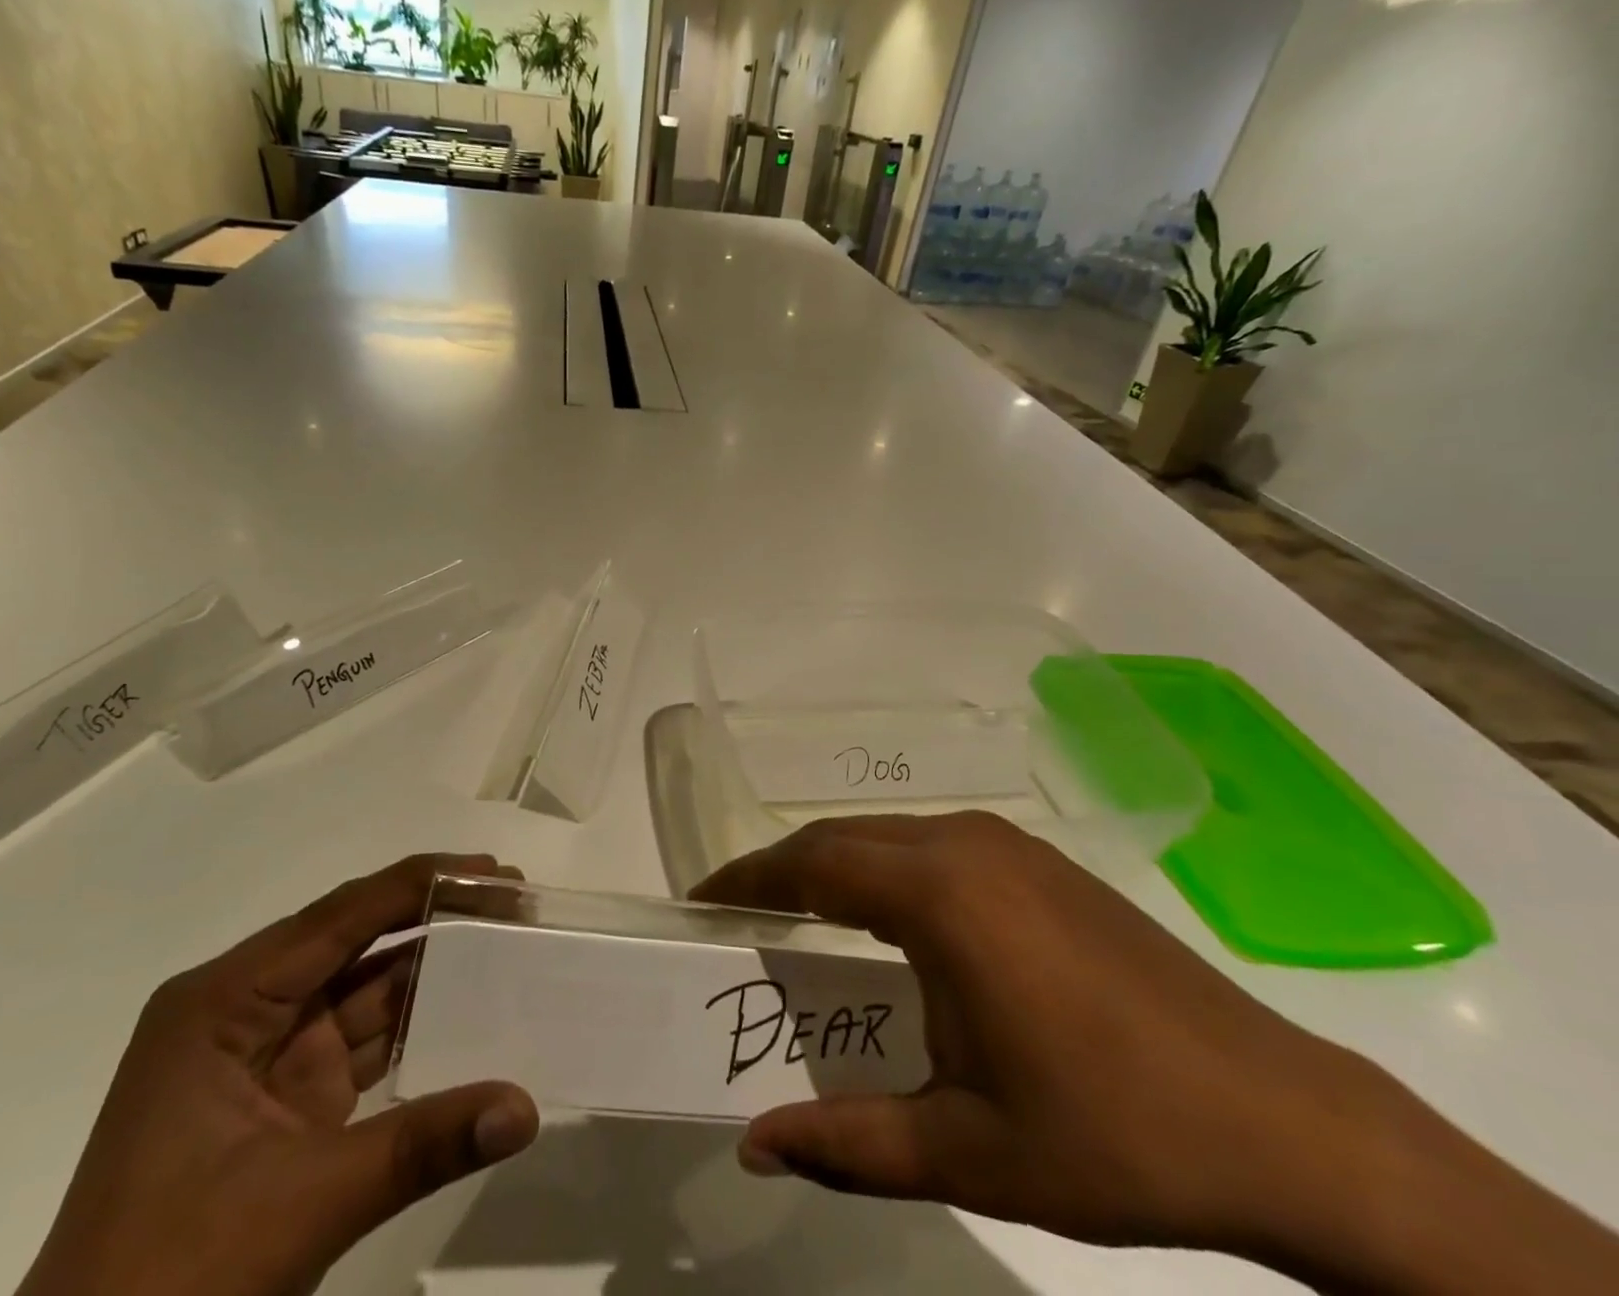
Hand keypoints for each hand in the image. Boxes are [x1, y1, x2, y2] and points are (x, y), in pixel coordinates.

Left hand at [18, 854, 539, 1295]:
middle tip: (513, 899)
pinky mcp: (289, 1101)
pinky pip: (365, 1043)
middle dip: (436, 916)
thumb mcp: (300, 1205)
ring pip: (366, 990)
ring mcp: (268, 1057)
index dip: (421, 884)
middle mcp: (245, 1009)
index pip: (340, 917)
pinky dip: (418, 1028)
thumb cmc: (168, 1284)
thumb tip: (527, 1108)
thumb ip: (422, 1145)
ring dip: (434, 969)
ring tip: (507, 943)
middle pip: (357, 941)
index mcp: (224, 1000)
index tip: (493, 871)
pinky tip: (473, 1012)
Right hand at [693, 813, 1618, 1292]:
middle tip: (740, 916)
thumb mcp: (969, 1149)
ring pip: (889, 836)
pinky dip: (886, 869)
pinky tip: (889, 919)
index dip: (749, 879)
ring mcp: (1009, 847)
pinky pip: (933, 846)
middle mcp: (965, 846)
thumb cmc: (1114, 1133)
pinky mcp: (1041, 863)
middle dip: (783, 870)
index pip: (813, 863)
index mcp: (940, 894)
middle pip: (844, 838)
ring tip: (799, 917)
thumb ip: (849, 1142)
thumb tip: (753, 1147)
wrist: (1285, 1122)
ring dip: (836, 866)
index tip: (701, 901)